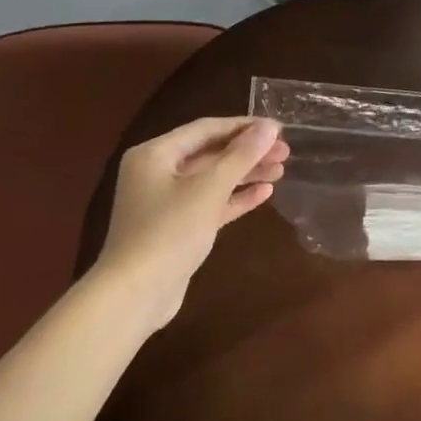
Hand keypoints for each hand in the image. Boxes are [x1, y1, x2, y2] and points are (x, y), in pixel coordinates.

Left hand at [91, 117, 288, 333]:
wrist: (135, 294)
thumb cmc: (169, 231)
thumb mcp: (209, 189)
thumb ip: (241, 156)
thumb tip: (269, 128)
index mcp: (155, 154)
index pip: (206, 129)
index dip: (244, 126)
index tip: (279, 129)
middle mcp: (157, 172)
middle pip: (211, 153)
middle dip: (248, 152)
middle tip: (285, 152)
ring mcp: (166, 201)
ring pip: (213, 178)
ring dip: (246, 173)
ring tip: (281, 170)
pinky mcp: (177, 226)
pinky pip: (211, 202)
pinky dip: (235, 197)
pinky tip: (264, 194)